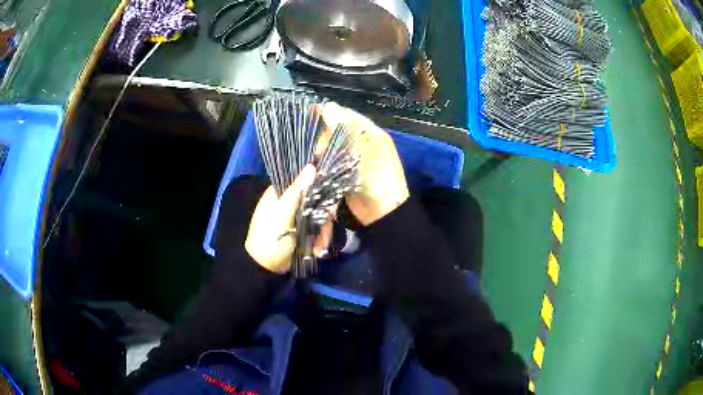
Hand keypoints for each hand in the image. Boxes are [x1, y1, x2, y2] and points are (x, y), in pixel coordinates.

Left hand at [245, 165, 316, 272]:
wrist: (264, 267)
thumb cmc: (269, 237)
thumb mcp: (282, 213)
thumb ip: (297, 190)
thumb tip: (312, 166)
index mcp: (280, 192)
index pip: (303, 180)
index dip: (319, 185)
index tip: (331, 196)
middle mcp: (289, 201)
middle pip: (315, 200)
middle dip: (323, 217)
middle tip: (326, 228)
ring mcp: (296, 217)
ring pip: (318, 216)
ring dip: (322, 232)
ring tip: (319, 247)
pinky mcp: (302, 230)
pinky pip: (317, 229)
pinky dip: (319, 239)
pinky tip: (317, 250)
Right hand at [321, 103, 409, 225]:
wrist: (383, 213)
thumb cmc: (377, 178)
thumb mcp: (362, 150)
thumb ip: (344, 129)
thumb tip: (328, 105)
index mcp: (371, 133)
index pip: (347, 115)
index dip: (330, 114)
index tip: (311, 117)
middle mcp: (364, 142)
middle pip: (338, 129)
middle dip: (325, 136)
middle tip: (319, 150)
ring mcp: (356, 157)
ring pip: (334, 144)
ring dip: (324, 149)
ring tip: (318, 159)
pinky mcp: (348, 172)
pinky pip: (333, 159)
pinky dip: (325, 160)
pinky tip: (318, 165)